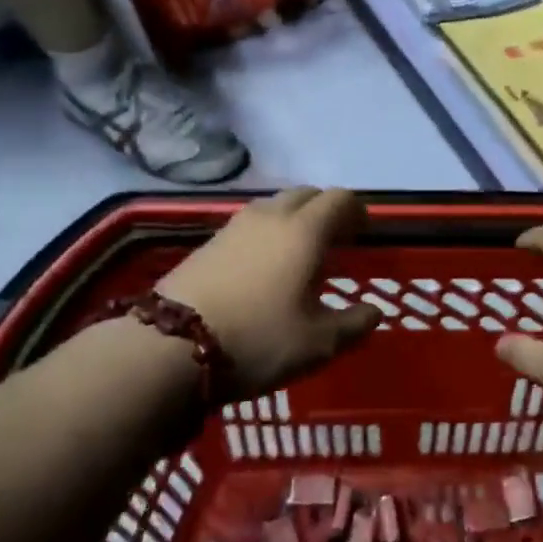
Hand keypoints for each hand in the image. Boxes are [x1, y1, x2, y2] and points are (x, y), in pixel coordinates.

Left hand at [157, 189, 380, 395]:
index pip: (340, 199)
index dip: (357, 211)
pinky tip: (263, 266)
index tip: (364, 233)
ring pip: (275, 206)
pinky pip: (250, 224)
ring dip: (294, 219)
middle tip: (336, 241)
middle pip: (307, 194)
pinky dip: (267, 234)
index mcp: (305, 231)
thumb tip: (374, 312)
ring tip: (299, 253)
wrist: (168, 347)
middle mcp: (271, 216)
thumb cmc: (258, 340)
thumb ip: (354, 324)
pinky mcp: (207, 242)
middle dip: (326, 210)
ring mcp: (234, 226)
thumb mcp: (318, 343)